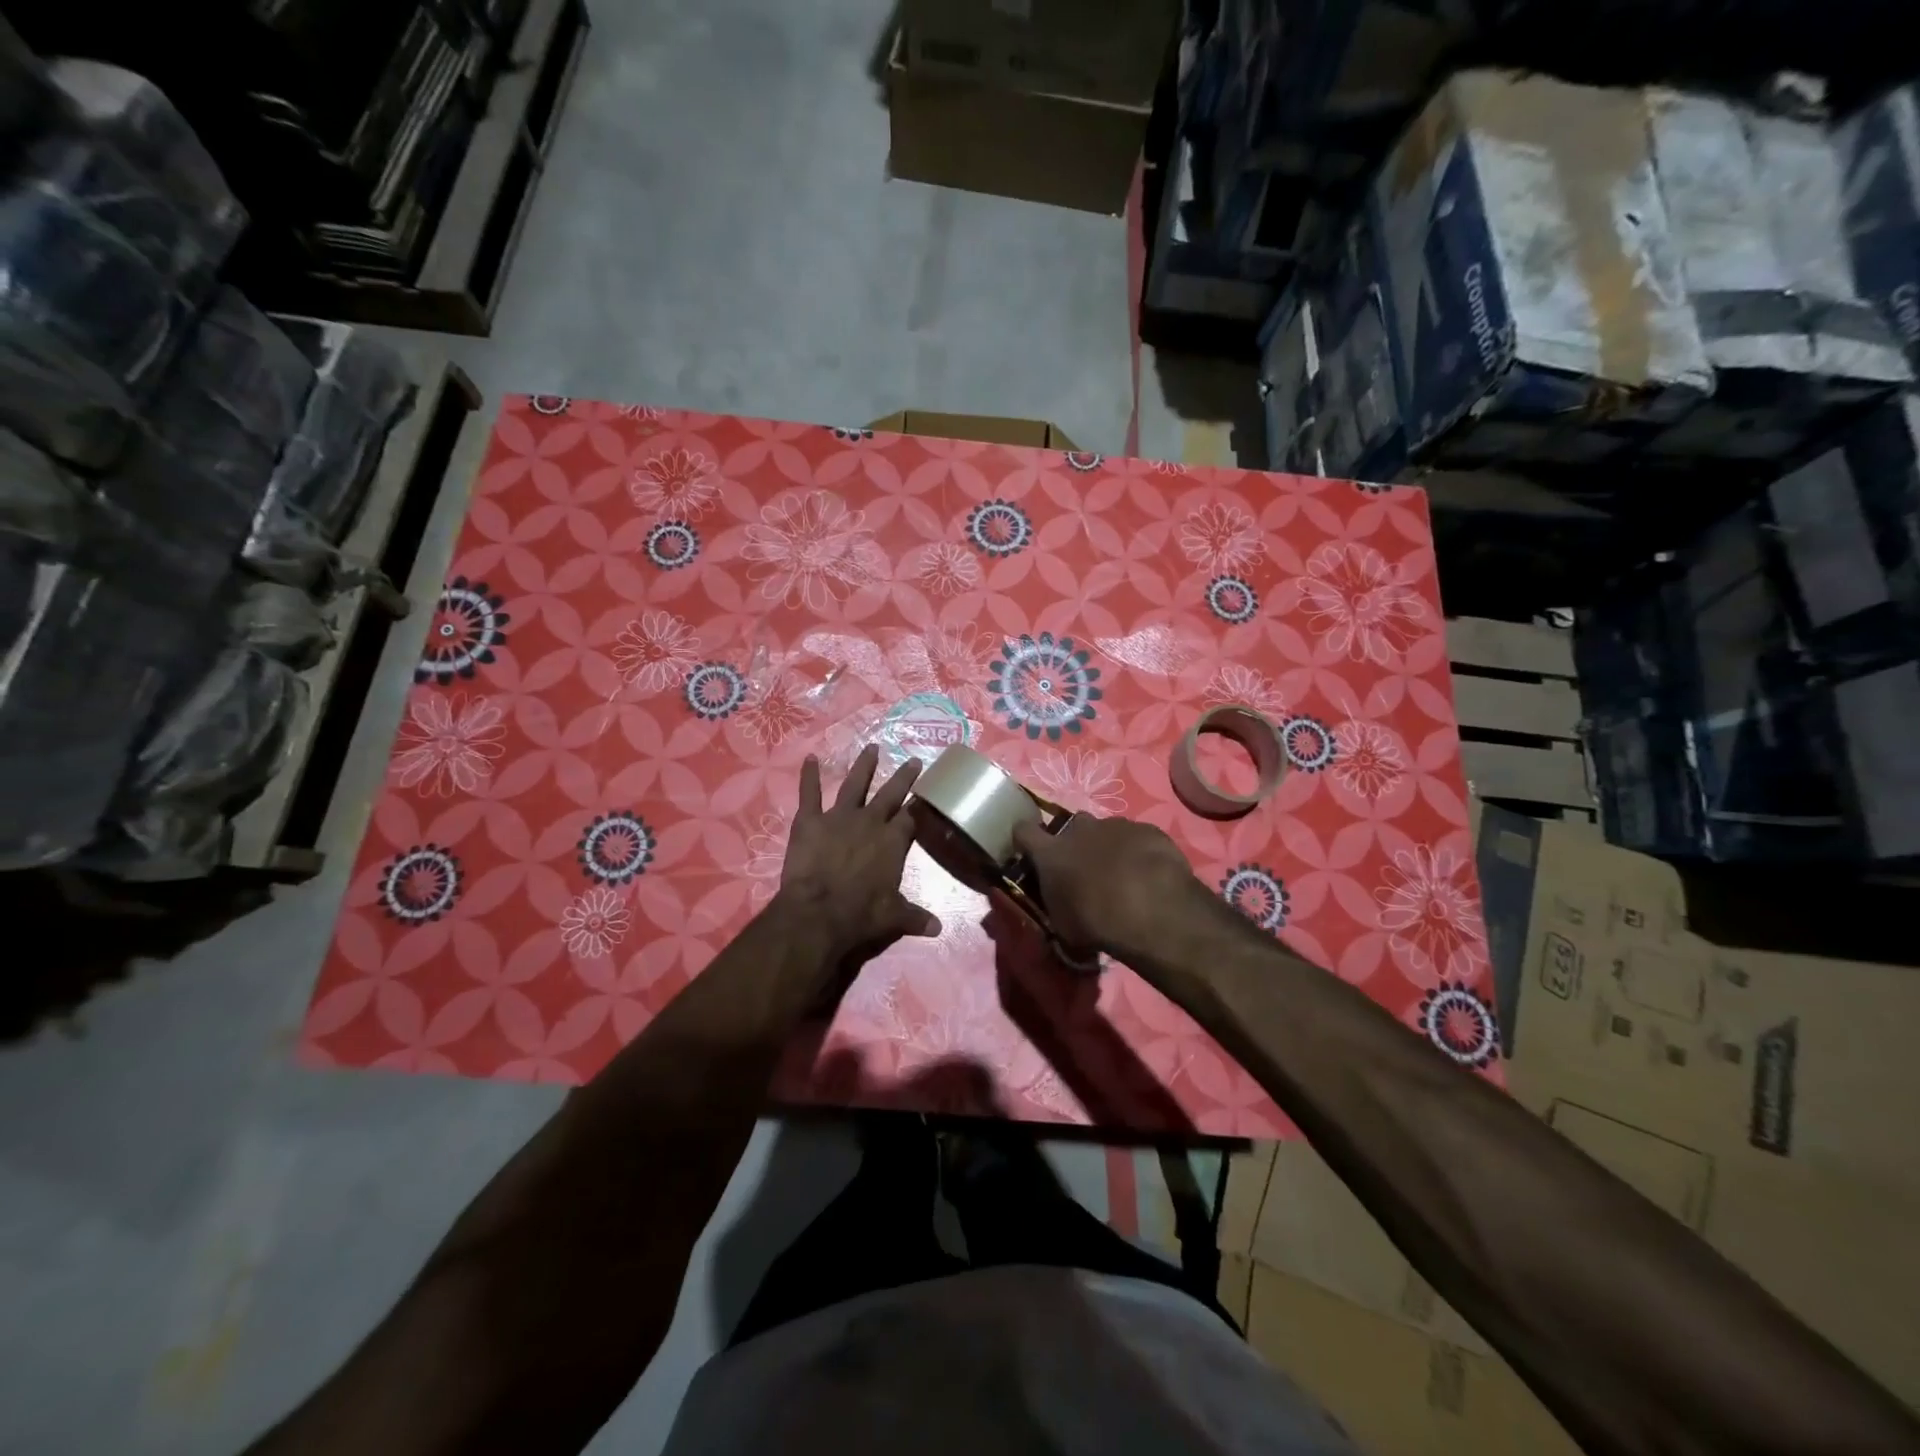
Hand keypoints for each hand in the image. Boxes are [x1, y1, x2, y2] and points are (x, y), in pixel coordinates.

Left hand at [775, 745, 941, 964]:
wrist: (819, 912)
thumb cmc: (861, 914)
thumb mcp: (894, 917)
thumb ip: (915, 917)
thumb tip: (939, 929)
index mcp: (893, 842)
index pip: (911, 818)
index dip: (919, 806)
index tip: (926, 793)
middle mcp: (870, 822)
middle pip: (890, 794)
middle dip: (903, 777)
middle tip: (912, 760)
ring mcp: (839, 817)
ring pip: (854, 785)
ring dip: (863, 766)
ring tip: (871, 748)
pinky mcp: (810, 820)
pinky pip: (809, 793)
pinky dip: (808, 776)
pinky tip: (810, 758)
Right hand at [1011, 814, 1203, 957]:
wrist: (1153, 911)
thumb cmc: (1097, 923)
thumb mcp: (1063, 926)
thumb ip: (1056, 905)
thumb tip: (1059, 905)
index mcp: (1051, 852)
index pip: (1023, 830)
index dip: (1026, 840)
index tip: (1032, 853)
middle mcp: (1080, 830)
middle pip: (1072, 827)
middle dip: (1077, 844)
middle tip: (1087, 871)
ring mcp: (1116, 826)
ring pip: (1107, 831)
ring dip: (1110, 848)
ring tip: (1125, 876)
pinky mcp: (1148, 830)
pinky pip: (1138, 837)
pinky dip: (1139, 851)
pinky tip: (1150, 874)